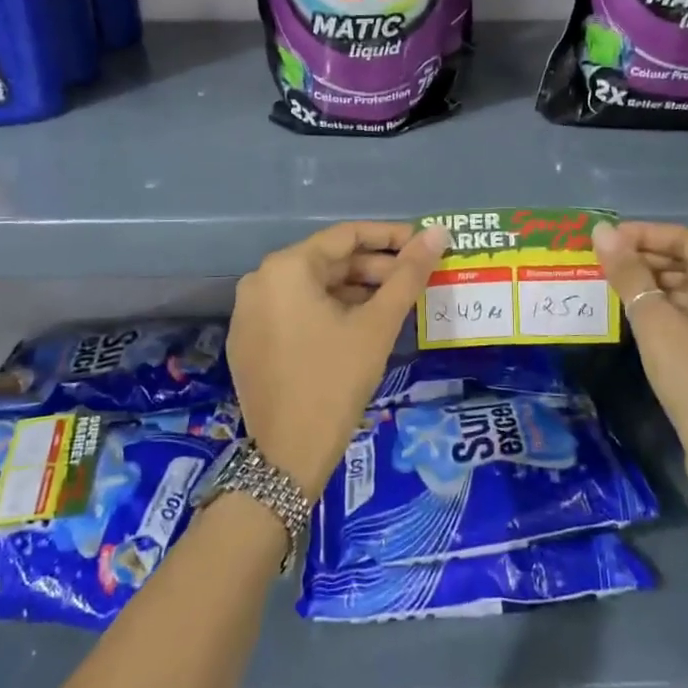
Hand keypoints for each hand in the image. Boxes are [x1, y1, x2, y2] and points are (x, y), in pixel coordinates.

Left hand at [228, 221, 449, 494]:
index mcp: (286, 268)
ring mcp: (249, 312)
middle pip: (328, 261)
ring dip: (354, 290)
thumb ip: (408, 273)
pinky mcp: (249, 340)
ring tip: (394, 303)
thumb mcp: (377, 324)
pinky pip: (294, 310)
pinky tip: (358, 326)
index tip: (424, 244)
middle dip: (374, 268)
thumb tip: (438, 232)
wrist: (288, 456)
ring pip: (312, 287)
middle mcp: (260, 280)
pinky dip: (328, 311)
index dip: (390, 237)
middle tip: (415, 279)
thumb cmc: (336, 380)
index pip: (346, 235)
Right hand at [592, 221, 687, 514]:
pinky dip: (665, 307)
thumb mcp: (656, 323)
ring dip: (653, 283)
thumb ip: (628, 273)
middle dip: (647, 259)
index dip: (644, 235)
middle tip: (603, 259)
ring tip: (611, 280)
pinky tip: (633, 308)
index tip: (605, 237)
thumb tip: (600, 232)